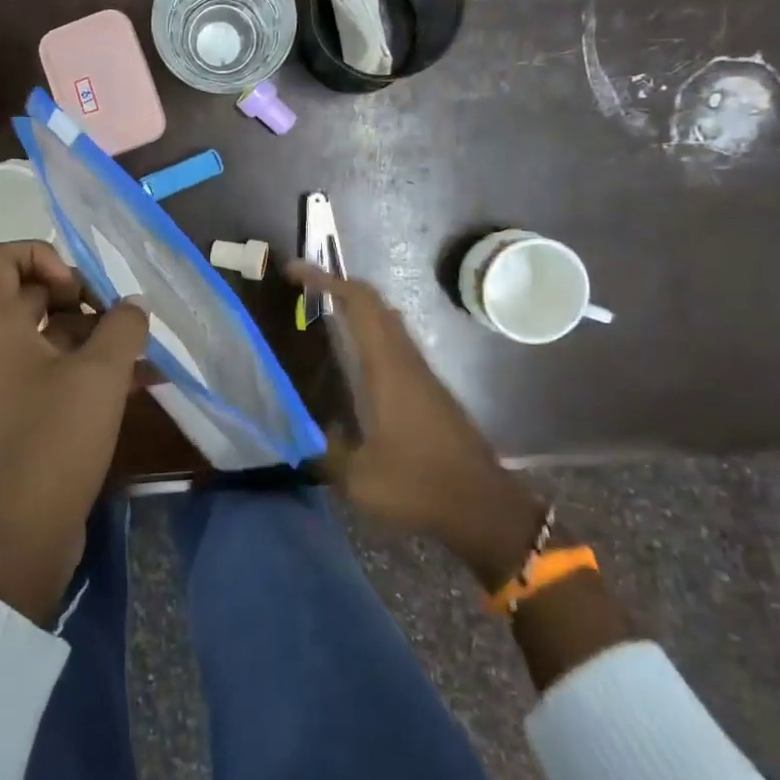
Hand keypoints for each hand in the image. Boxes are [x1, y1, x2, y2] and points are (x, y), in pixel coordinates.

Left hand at [0, 241, 150, 624]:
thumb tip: (132, 308)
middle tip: (117, 319)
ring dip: (97, 336)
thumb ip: (122, 328)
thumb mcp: (99, 376)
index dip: (41, 255)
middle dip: (81, 298)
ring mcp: (11, 385)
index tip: (78, 290)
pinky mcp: (28, 416)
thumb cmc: (53, 443)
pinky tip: (141, 382)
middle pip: (30, 295)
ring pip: (52, 336)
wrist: (20, 536)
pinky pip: (60, 374)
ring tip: (142, 352)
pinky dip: (94, 370)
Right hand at [288, 260, 548, 590]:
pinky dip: (368, 336)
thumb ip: (326, 451)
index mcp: (388, 369)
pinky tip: (350, 362)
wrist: (483, 507)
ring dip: (355, 310)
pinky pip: (394, 346)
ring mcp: (422, 375)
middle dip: (338, 287)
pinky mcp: (430, 392)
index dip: (327, 280)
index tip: (295, 271)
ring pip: (387, 324)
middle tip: (301, 290)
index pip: (360, 304)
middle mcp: (407, 361)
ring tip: (319, 318)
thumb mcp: (358, 478)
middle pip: (375, 305)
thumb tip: (306, 432)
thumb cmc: (420, 486)